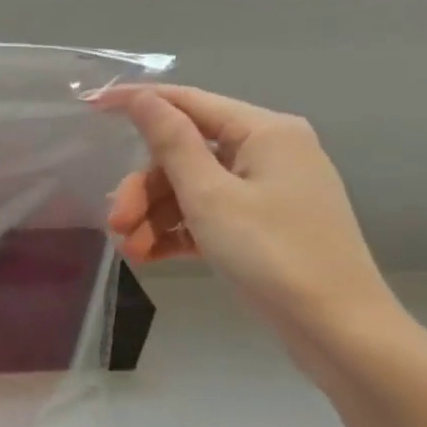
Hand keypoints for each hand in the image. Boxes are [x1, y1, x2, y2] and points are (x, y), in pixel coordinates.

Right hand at [95, 85, 399, 347]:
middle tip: (115, 222)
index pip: (187, 102)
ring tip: (131, 251)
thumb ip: (171, 143)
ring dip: (154, 217)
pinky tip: (150, 256)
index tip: (88, 107)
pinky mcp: (262, 225)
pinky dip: (176, 232)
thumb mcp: (210, 196)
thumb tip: (142, 98)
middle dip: (143, 189)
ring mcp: (266, 191)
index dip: (137, 103)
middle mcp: (268, 152)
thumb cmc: (272, 254)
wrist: (337, 329)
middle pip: (183, 155)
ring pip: (190, 189)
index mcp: (264, 132)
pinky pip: (207, 216)